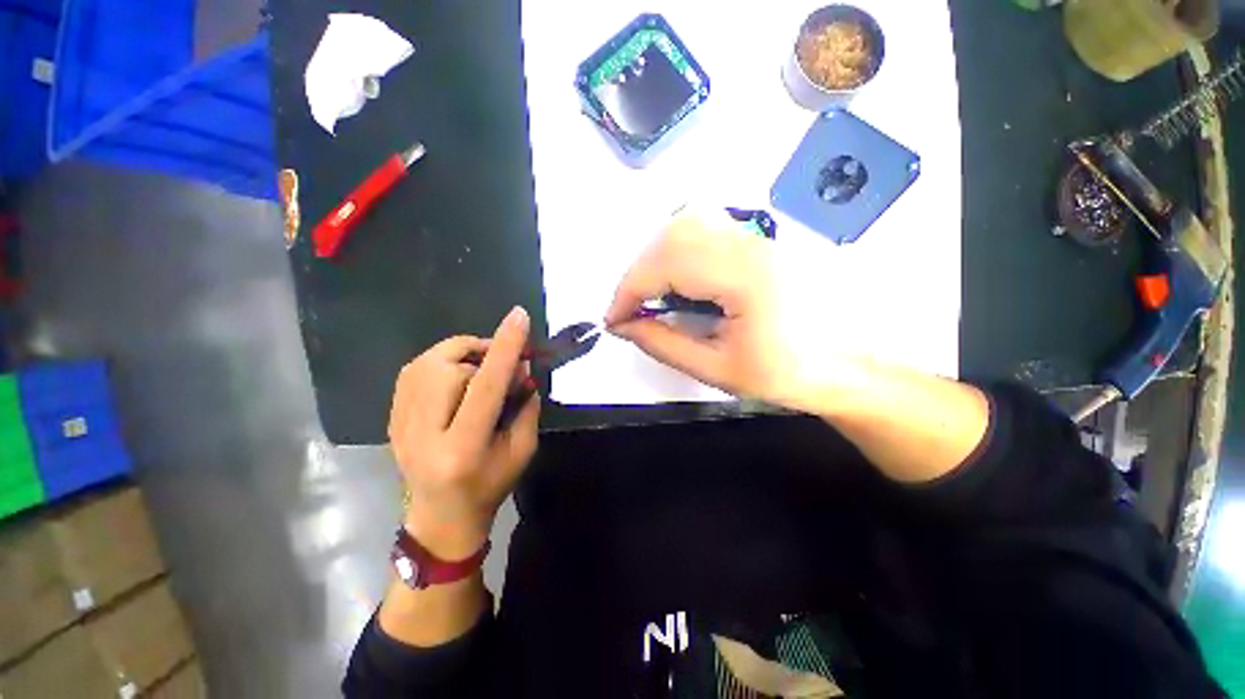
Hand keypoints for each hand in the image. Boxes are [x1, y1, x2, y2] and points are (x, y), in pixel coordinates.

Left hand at [388, 307, 539, 559]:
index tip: (519, 316)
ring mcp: (399, 424)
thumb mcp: (523, 449)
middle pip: (448, 368)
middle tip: (504, 363)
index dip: (504, 348)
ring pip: (426, 363)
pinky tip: (458, 376)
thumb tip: (522, 367)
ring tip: (481, 367)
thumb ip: (526, 405)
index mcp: (463, 447)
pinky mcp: (392, 417)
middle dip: (482, 353)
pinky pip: (414, 370)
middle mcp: (423, 432)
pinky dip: (442, 362)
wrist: (441, 516)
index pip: (485, 386)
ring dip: (462, 355)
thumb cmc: (490, 486)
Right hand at [605, 209, 798, 404]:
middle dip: (638, 274)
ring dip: (656, 259)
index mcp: (745, 276)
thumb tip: (623, 327)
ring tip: (652, 297)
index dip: (628, 290)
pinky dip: (677, 250)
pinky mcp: (761, 238)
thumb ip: (663, 344)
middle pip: (672, 234)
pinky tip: (680, 281)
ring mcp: (760, 235)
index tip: (613, 320)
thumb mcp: (718, 369)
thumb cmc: (788, 374)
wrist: (852, 362)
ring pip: (687, 224)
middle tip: (631, 311)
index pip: (666, 263)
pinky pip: (706, 229)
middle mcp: (752, 242)